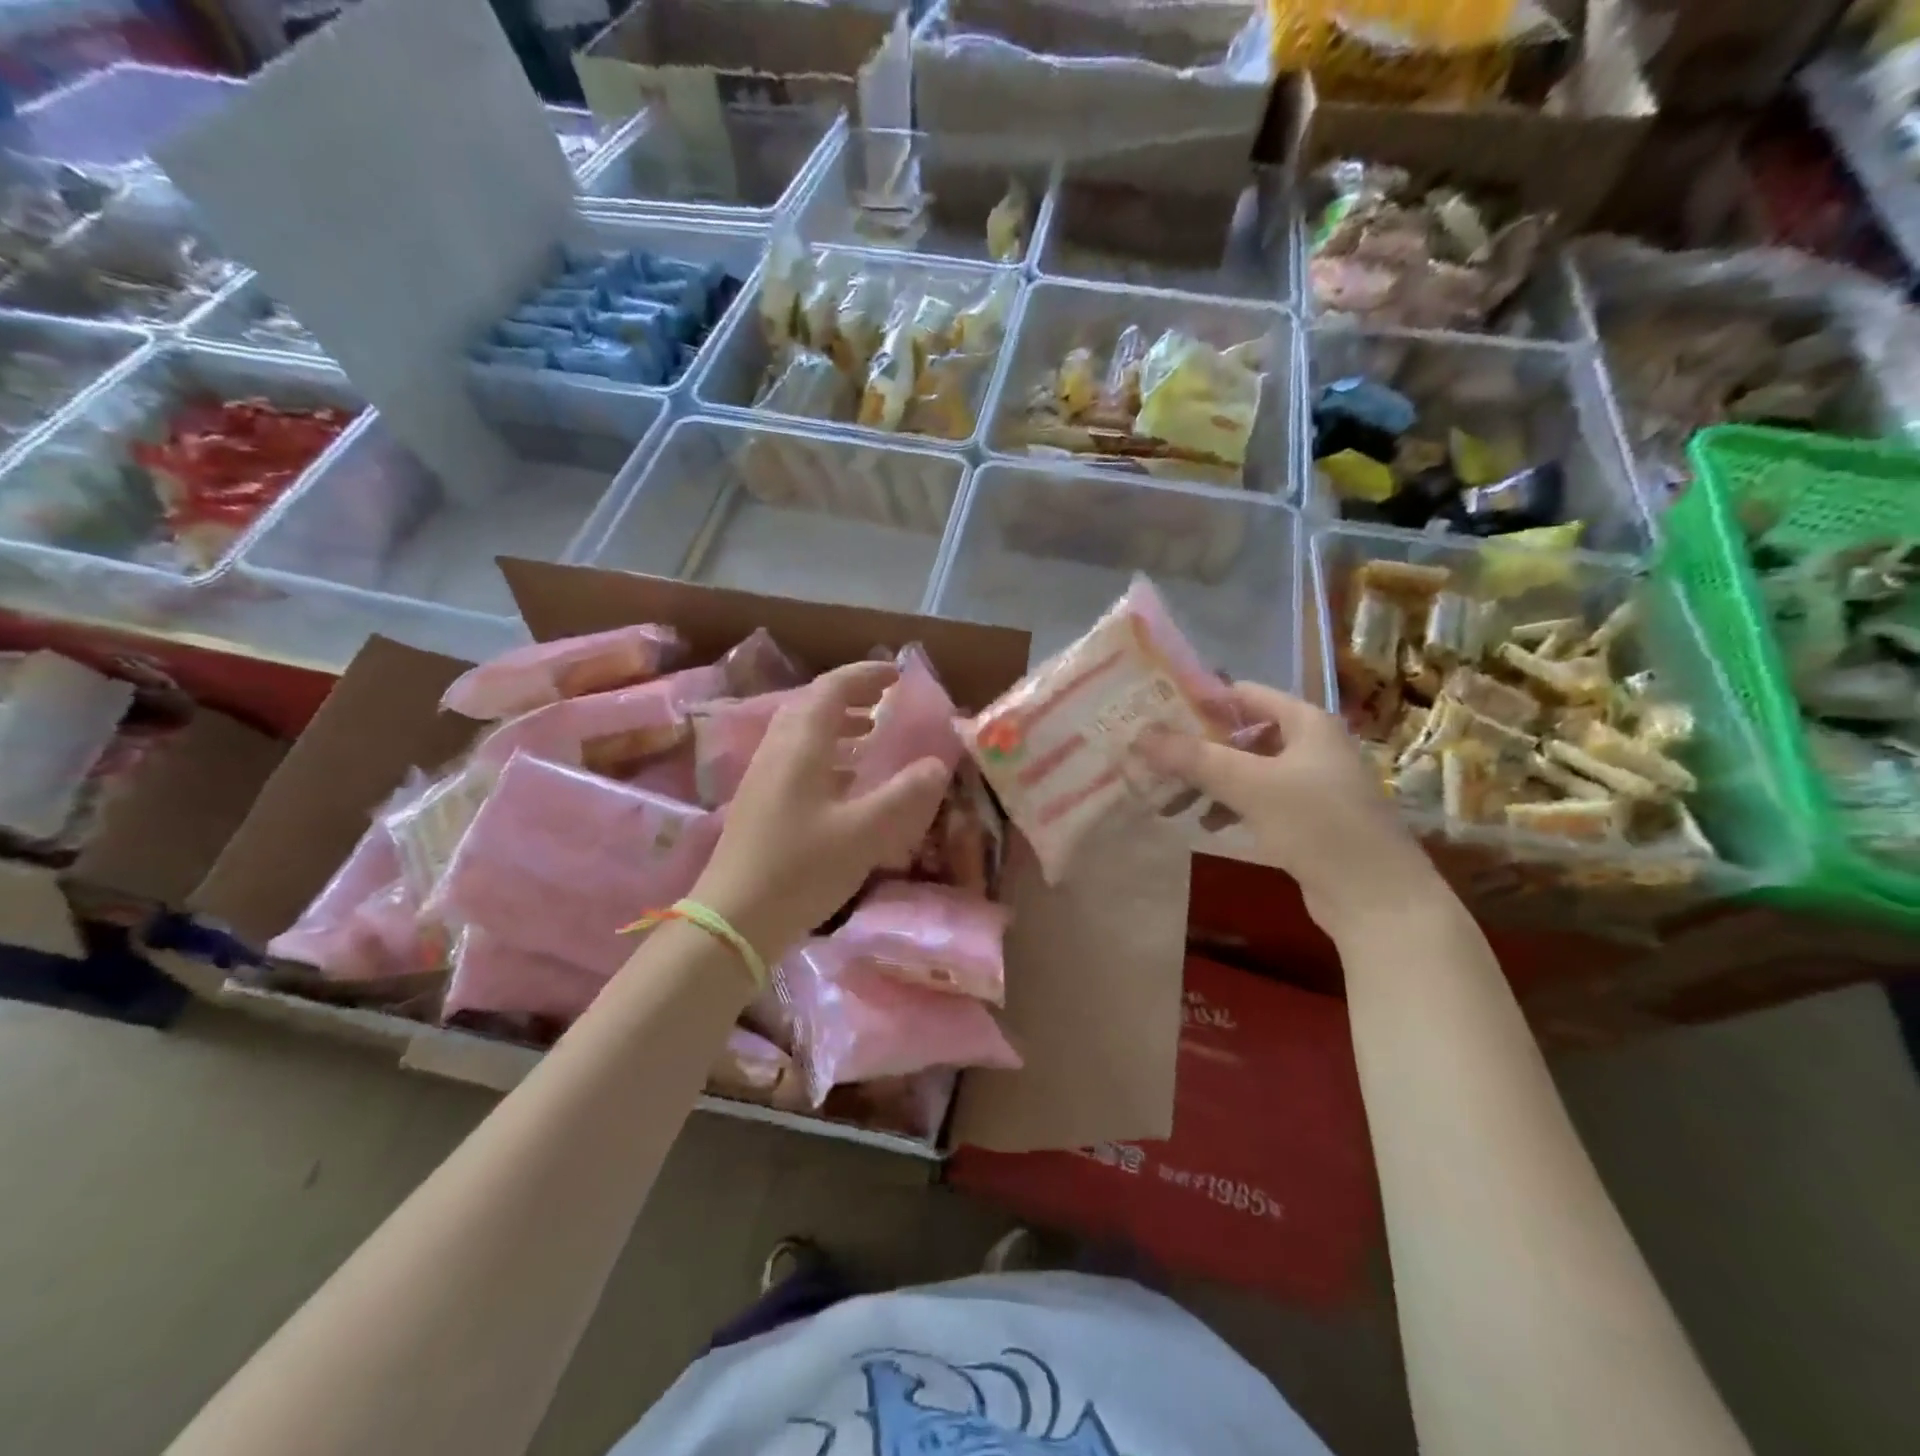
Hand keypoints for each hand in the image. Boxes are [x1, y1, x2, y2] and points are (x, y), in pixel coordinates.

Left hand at [692, 661, 948, 962]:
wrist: (733, 919)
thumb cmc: (800, 869)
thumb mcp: (864, 833)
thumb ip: (904, 795)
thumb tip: (937, 763)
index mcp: (800, 746)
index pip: (832, 688)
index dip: (866, 675)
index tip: (898, 674)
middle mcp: (777, 750)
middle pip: (812, 705)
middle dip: (851, 697)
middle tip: (886, 703)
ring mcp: (763, 776)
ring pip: (802, 732)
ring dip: (838, 725)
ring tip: (871, 736)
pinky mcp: (759, 801)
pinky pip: (796, 758)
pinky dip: (826, 753)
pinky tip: (846, 783)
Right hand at [1136, 681, 1443, 938]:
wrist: (1378, 899)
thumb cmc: (1319, 825)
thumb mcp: (1251, 785)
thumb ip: (1194, 758)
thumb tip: (1139, 735)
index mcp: (1306, 722)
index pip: (1243, 694)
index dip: (1200, 700)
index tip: (1155, 713)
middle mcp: (1310, 745)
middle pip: (1240, 733)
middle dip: (1196, 749)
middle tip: (1153, 762)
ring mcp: (1309, 783)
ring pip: (1245, 770)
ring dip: (1208, 781)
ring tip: (1170, 801)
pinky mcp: (1306, 819)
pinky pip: (1256, 800)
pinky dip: (1228, 806)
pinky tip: (1205, 824)